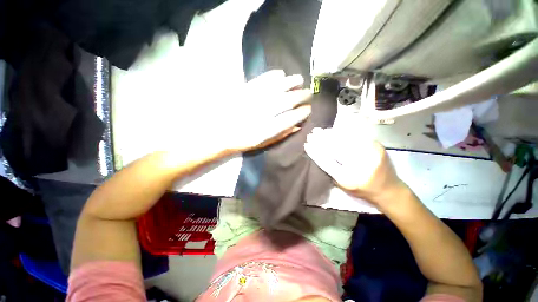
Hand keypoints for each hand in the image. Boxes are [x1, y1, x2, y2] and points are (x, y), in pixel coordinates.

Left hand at [223, 70, 311, 152]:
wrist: (219, 131)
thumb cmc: (243, 140)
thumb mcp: (263, 144)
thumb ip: (281, 135)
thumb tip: (298, 126)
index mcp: (266, 130)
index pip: (290, 118)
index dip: (302, 113)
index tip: (308, 109)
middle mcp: (261, 113)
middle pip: (286, 101)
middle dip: (301, 95)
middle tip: (308, 93)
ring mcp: (252, 100)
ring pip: (276, 87)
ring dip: (291, 82)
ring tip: (299, 80)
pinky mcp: (243, 90)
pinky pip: (262, 79)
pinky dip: (273, 75)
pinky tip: (281, 74)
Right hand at [304, 127, 406, 209]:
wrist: (389, 189)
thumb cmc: (363, 189)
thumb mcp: (343, 185)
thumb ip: (330, 170)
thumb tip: (318, 154)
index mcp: (350, 178)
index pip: (327, 161)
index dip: (316, 152)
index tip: (307, 144)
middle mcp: (361, 164)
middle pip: (337, 147)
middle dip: (322, 139)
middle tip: (313, 133)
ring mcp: (371, 153)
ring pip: (346, 139)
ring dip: (331, 134)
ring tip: (321, 131)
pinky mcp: (377, 146)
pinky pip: (357, 136)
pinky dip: (344, 133)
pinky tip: (335, 131)